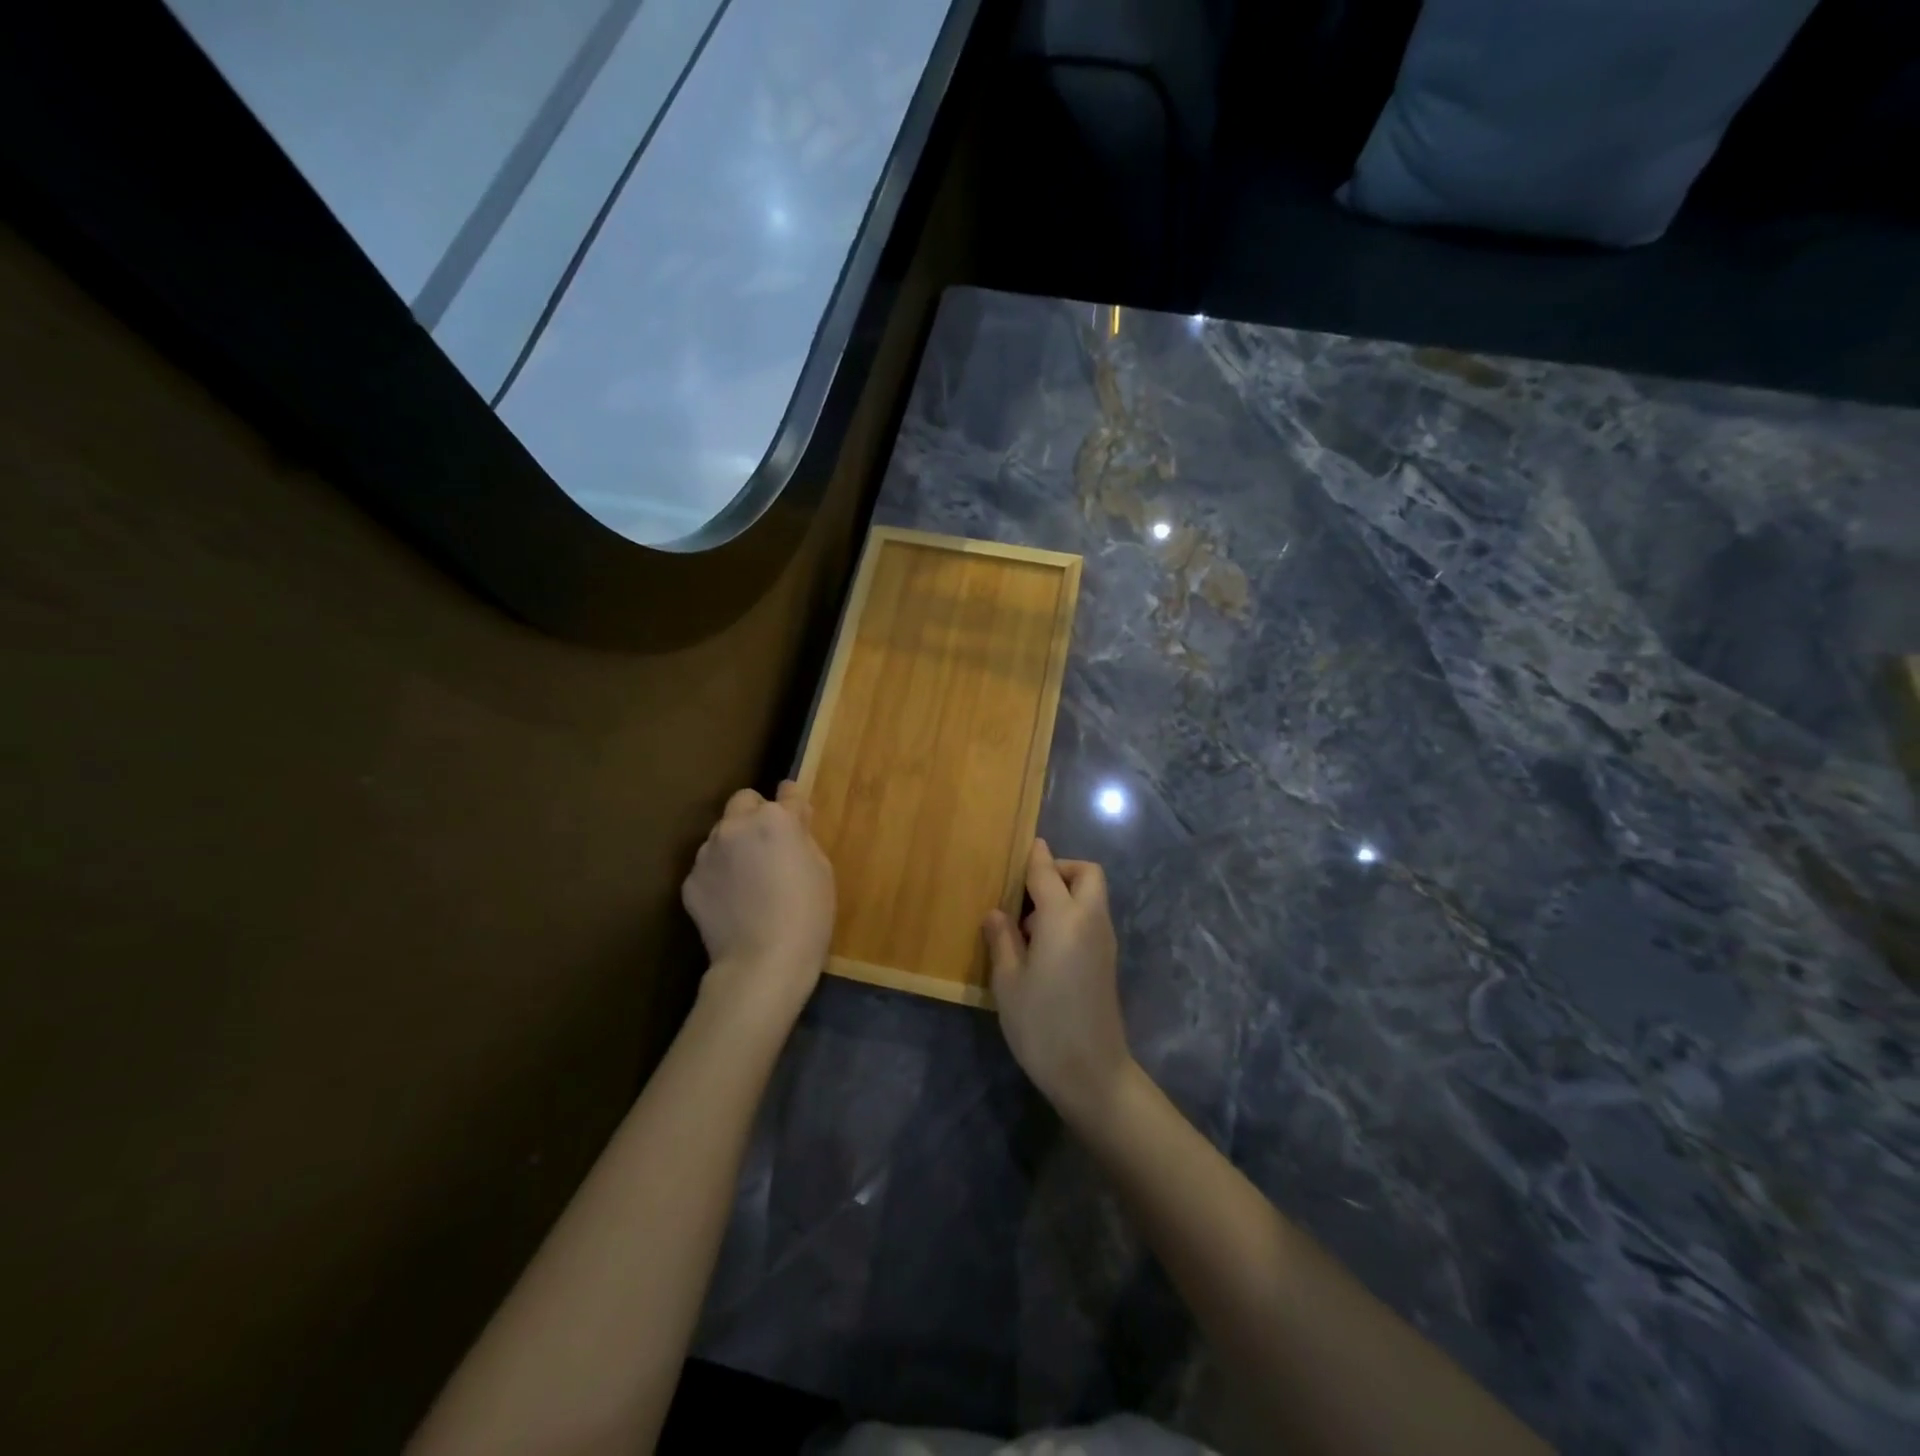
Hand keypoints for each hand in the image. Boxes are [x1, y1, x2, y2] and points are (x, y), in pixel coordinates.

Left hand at [682, 781, 834, 1020]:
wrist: (763, 964)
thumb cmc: (807, 915)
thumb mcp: (821, 869)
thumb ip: (803, 836)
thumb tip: (793, 820)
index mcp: (774, 819)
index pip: (787, 793)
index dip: (793, 802)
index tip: (797, 812)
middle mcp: (736, 826)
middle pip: (744, 801)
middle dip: (756, 814)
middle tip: (769, 844)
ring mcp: (707, 853)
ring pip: (721, 833)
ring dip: (735, 844)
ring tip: (748, 878)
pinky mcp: (690, 881)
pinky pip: (708, 866)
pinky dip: (719, 875)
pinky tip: (733, 901)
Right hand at [983, 839, 1133, 1125]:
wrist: (1092, 1073)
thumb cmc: (1042, 1025)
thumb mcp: (1009, 982)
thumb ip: (1002, 940)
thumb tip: (997, 912)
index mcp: (1064, 918)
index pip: (1047, 872)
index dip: (1034, 856)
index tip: (1023, 846)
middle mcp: (1090, 920)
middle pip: (1086, 874)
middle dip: (1060, 869)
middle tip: (1027, 891)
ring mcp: (1104, 941)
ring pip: (1092, 896)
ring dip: (1065, 893)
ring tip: (1027, 925)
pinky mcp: (1107, 961)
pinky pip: (1091, 918)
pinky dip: (1071, 914)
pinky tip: (1043, 946)